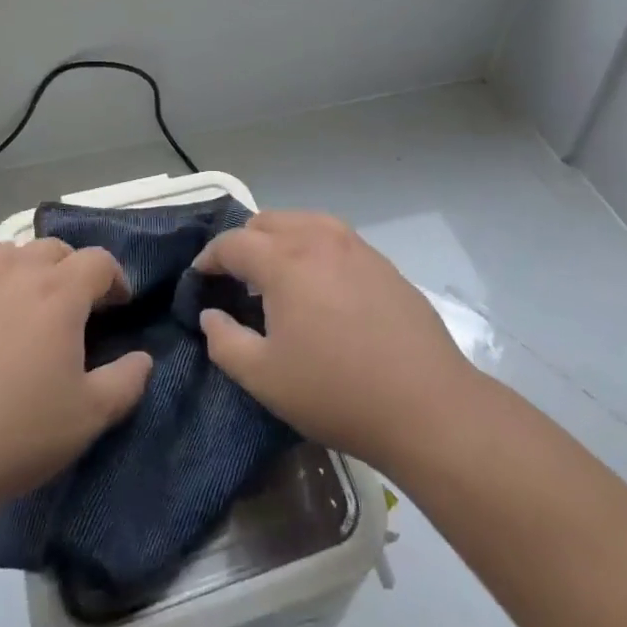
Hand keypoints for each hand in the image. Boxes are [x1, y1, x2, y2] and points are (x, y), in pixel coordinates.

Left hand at [0, 240, 152, 513]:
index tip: (118, 305)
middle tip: (74, 308)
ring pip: (8, 254)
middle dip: (72, 270)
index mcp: (58, 292)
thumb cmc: (14, 435)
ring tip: (25, 308)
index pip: (98, 260)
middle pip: (53, 249)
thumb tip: (142, 358)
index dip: (115, 278)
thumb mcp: (87, 418)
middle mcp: (14, 273)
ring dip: (26, 270)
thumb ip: (126, 381)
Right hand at [194, 211, 478, 472]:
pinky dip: (313, 247)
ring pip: (303, 222)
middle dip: (244, 243)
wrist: (426, 404)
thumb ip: (225, 342)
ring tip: (277, 276)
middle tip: (237, 279)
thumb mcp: (265, 378)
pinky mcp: (382, 261)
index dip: (210, 257)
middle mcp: (318, 238)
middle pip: (267, 222)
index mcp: (284, 259)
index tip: (200, 277)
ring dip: (280, 239)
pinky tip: (320, 285)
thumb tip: (210, 315)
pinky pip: (334, 238)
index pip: (233, 242)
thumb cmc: (336, 391)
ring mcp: (355, 245)